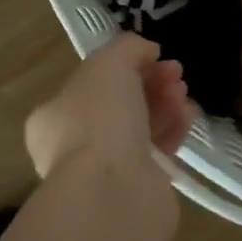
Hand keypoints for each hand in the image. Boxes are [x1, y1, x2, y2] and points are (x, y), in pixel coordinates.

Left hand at [24, 33, 195, 181]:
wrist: (114, 192)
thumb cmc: (100, 120)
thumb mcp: (109, 63)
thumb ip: (128, 48)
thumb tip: (147, 51)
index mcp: (53, 116)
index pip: (91, 82)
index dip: (125, 64)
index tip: (155, 55)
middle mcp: (73, 145)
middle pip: (119, 103)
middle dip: (150, 82)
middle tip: (176, 73)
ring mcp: (104, 170)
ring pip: (140, 127)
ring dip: (165, 104)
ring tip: (184, 94)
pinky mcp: (135, 188)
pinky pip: (157, 151)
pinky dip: (173, 130)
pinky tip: (188, 117)